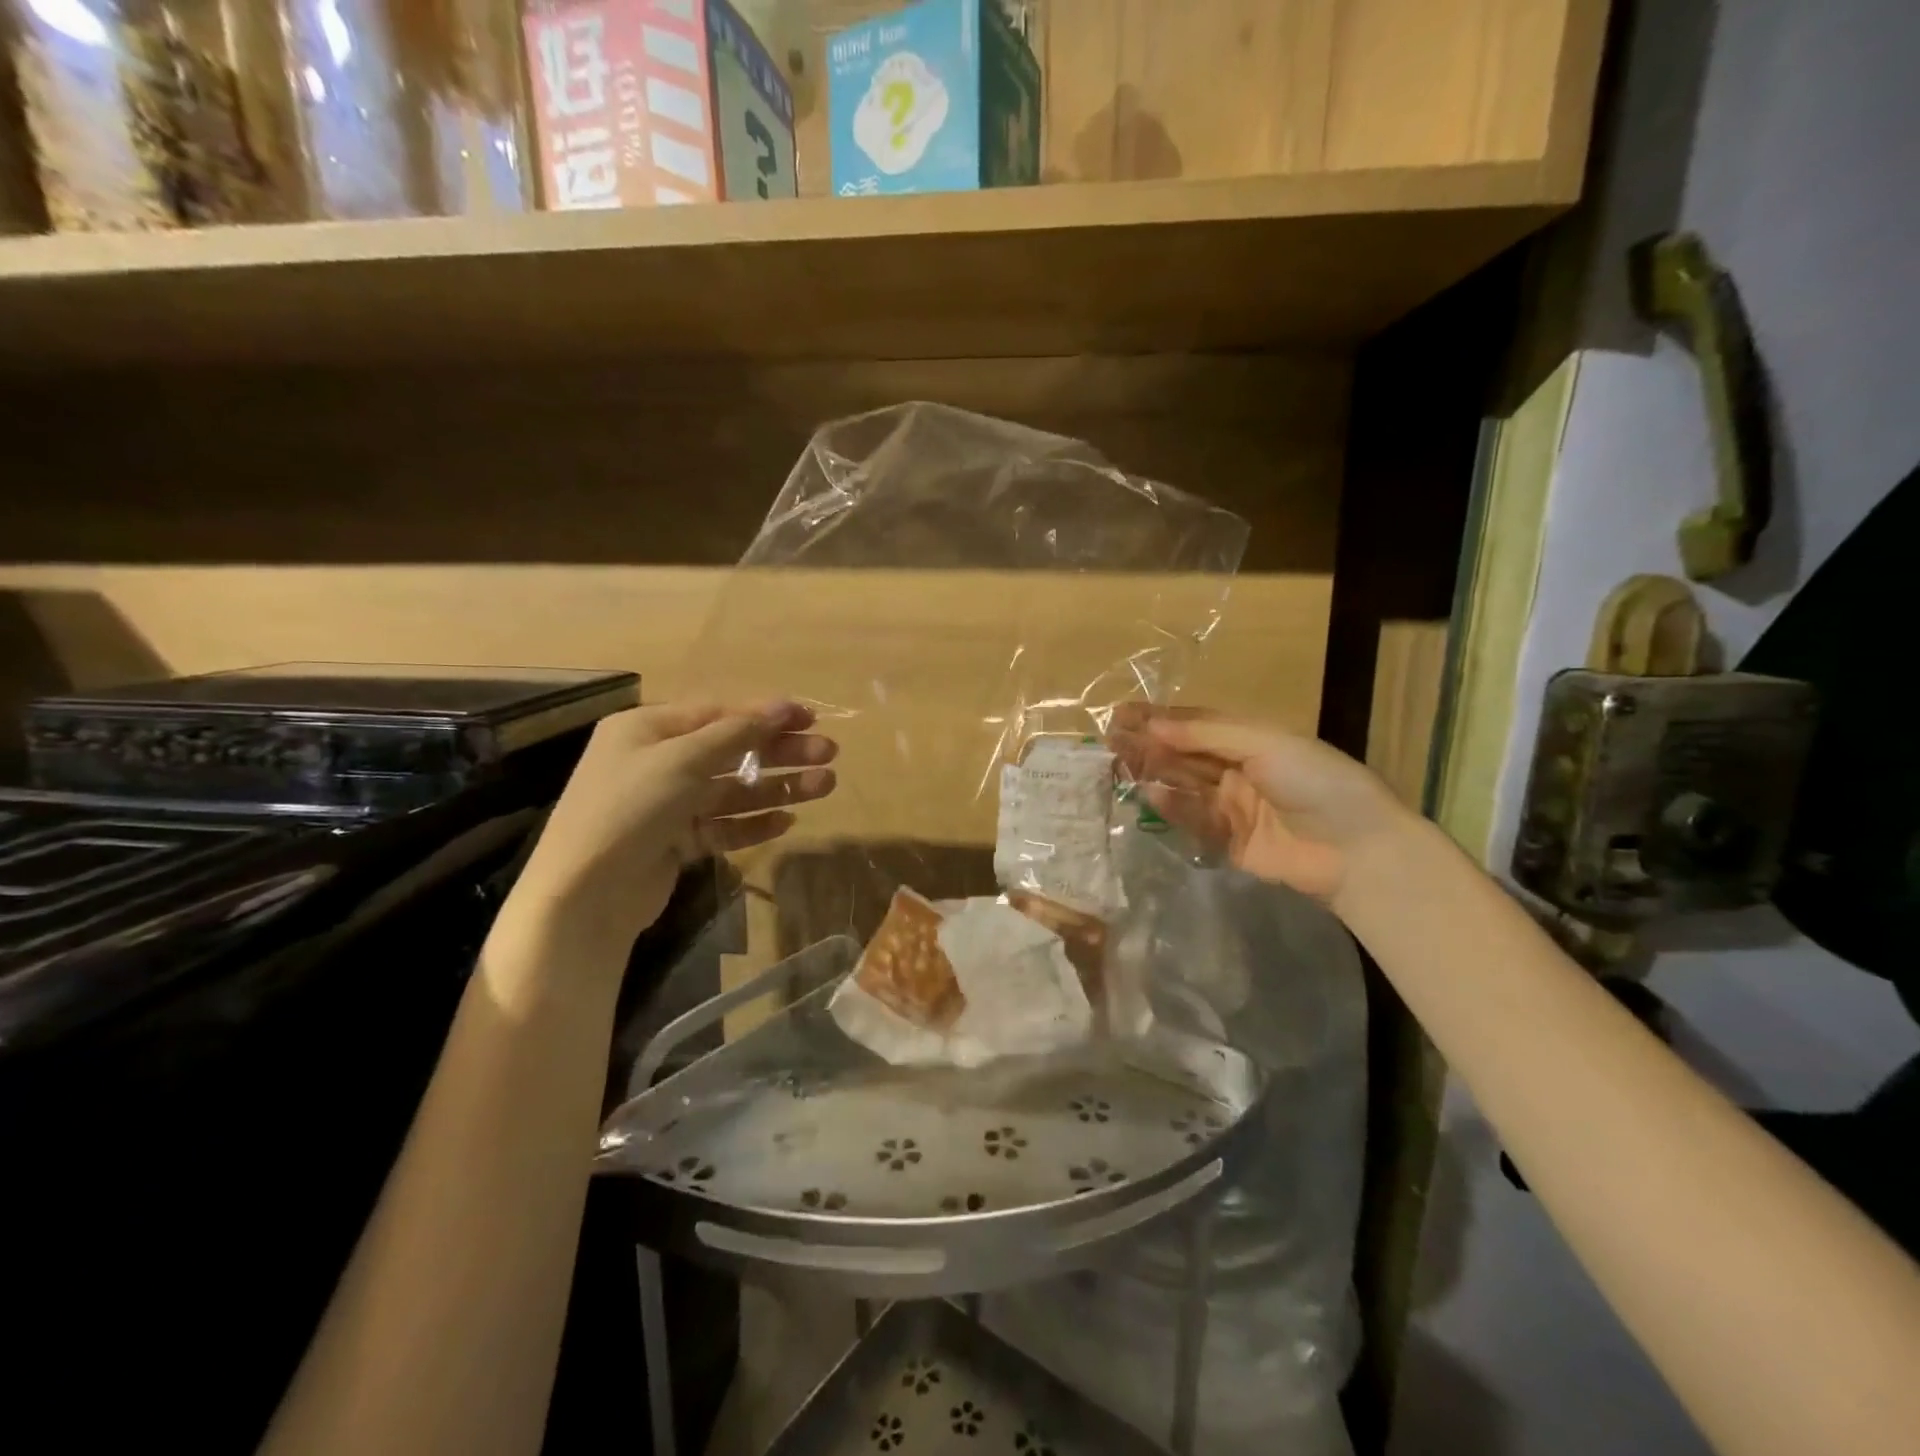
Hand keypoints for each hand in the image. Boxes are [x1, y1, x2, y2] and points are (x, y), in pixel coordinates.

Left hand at [509, 701, 836, 953]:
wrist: (585, 895)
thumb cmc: (630, 808)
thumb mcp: (682, 759)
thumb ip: (736, 733)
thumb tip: (782, 707)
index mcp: (648, 729)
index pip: (718, 714)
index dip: (766, 715)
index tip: (810, 718)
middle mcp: (658, 762)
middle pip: (732, 751)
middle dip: (781, 752)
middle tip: (829, 754)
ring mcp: (668, 805)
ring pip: (734, 791)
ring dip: (778, 787)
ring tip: (825, 785)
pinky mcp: (678, 842)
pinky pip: (724, 826)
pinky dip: (754, 823)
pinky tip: (786, 821)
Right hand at [1108, 704, 1407, 904]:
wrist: (1357, 851)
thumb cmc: (1316, 783)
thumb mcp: (1264, 744)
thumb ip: (1206, 733)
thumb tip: (1153, 724)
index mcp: (1252, 739)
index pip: (1196, 723)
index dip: (1159, 718)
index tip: (1121, 714)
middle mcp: (1238, 769)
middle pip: (1184, 753)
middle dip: (1149, 744)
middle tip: (1110, 739)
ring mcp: (1232, 807)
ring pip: (1183, 784)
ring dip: (1153, 772)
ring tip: (1119, 762)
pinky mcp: (1228, 842)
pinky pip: (1192, 819)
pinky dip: (1171, 806)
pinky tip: (1148, 793)